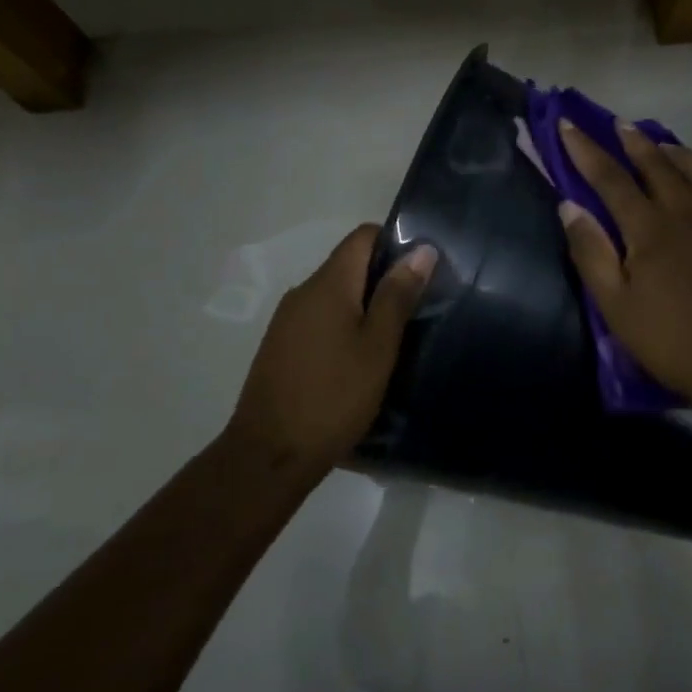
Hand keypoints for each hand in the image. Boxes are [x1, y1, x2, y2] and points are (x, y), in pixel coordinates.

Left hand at [228, 225, 436, 466]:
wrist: (269, 455)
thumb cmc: (334, 397)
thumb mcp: (378, 347)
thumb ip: (397, 295)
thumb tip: (421, 249)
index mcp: (328, 284)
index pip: (362, 236)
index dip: (395, 242)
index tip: (421, 271)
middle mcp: (303, 292)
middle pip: (348, 265)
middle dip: (383, 279)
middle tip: (417, 309)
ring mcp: (286, 320)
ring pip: (334, 295)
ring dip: (364, 306)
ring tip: (393, 338)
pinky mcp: (280, 346)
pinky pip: (319, 320)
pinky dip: (343, 327)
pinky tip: (359, 360)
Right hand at [557, 123, 691, 415]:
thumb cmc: (669, 339)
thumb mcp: (614, 304)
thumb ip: (590, 251)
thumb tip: (569, 206)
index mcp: (650, 227)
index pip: (610, 178)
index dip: (585, 150)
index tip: (568, 123)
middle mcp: (688, 211)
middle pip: (658, 164)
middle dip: (634, 141)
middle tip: (620, 124)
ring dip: (677, 153)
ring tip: (664, 145)